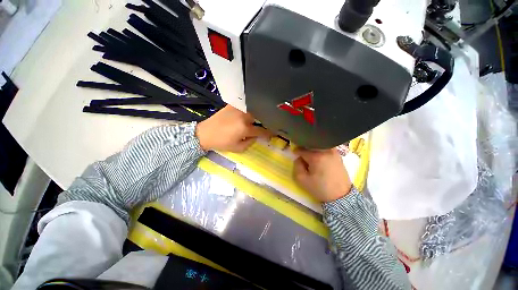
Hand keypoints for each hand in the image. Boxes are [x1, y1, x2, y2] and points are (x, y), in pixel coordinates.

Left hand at [196, 105, 271, 151]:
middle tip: (263, 127)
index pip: (262, 130)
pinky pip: (245, 106)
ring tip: (257, 120)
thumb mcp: (238, 148)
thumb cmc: (222, 143)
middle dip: (263, 123)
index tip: (274, 134)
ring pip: (253, 111)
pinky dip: (249, 109)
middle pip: (259, 117)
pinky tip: (248, 113)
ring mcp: (238, 109)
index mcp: (245, 128)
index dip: (269, 133)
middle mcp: (244, 116)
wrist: (205, 133)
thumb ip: (251, 142)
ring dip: (256, 116)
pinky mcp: (232, 105)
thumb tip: (256, 136)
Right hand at [293, 148, 351, 202]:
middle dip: (305, 150)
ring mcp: (334, 152)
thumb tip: (299, 158)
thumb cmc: (320, 188)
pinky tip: (320, 160)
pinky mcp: (338, 155)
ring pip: (319, 146)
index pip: (302, 149)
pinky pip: (326, 149)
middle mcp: (326, 151)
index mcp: (316, 156)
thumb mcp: (302, 180)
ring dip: (313, 150)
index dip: (296, 152)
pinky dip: (320, 151)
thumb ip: (296, 166)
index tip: (294, 155)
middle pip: (310, 146)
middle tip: (303, 158)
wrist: (341, 196)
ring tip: (312, 159)